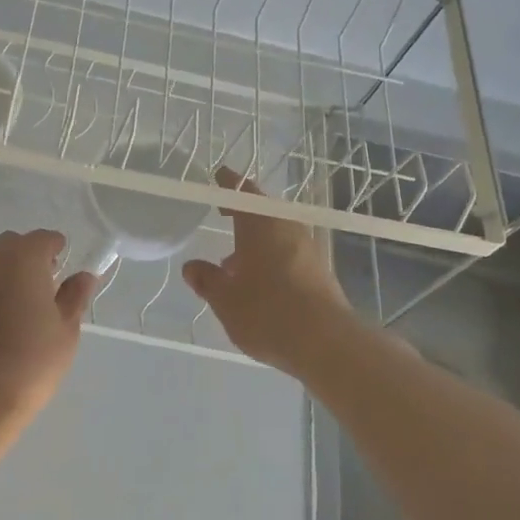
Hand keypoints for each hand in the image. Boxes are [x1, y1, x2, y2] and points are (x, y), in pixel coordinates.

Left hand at [0, 230, 100, 431]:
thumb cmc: (29, 363)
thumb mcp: (65, 331)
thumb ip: (75, 296)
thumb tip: (83, 276)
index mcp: (22, 257)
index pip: (44, 239)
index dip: (57, 252)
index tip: (62, 274)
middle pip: (13, 244)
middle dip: (29, 258)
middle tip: (41, 292)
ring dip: (3, 271)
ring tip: (15, 305)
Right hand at [183, 169, 355, 374]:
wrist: (327, 343)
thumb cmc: (268, 313)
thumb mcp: (226, 300)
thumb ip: (207, 280)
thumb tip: (193, 267)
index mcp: (261, 225)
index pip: (242, 193)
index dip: (229, 185)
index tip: (219, 176)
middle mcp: (288, 229)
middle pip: (263, 213)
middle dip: (243, 215)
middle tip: (223, 217)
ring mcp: (308, 250)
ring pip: (277, 235)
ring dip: (256, 242)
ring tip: (233, 263)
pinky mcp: (321, 272)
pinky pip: (289, 254)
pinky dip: (271, 259)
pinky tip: (259, 283)